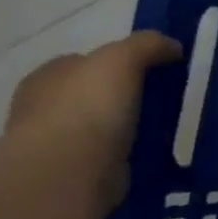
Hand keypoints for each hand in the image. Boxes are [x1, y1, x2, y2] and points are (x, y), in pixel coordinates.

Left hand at [5, 31, 182, 206]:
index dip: (119, 63)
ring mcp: (58, 143)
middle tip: (164, 102)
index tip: (154, 72)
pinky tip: (154, 155)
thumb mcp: (121, 59)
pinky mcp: (76, 173)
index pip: (85, 62)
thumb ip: (147, 45)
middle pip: (95, 95)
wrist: (69, 172)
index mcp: (48, 76)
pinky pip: (111, 156)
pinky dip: (130, 155)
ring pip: (103, 127)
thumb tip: (172, 46)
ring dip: (129, 128)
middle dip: (125, 97)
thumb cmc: (88, 108)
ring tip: (166, 130)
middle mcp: (45, 107)